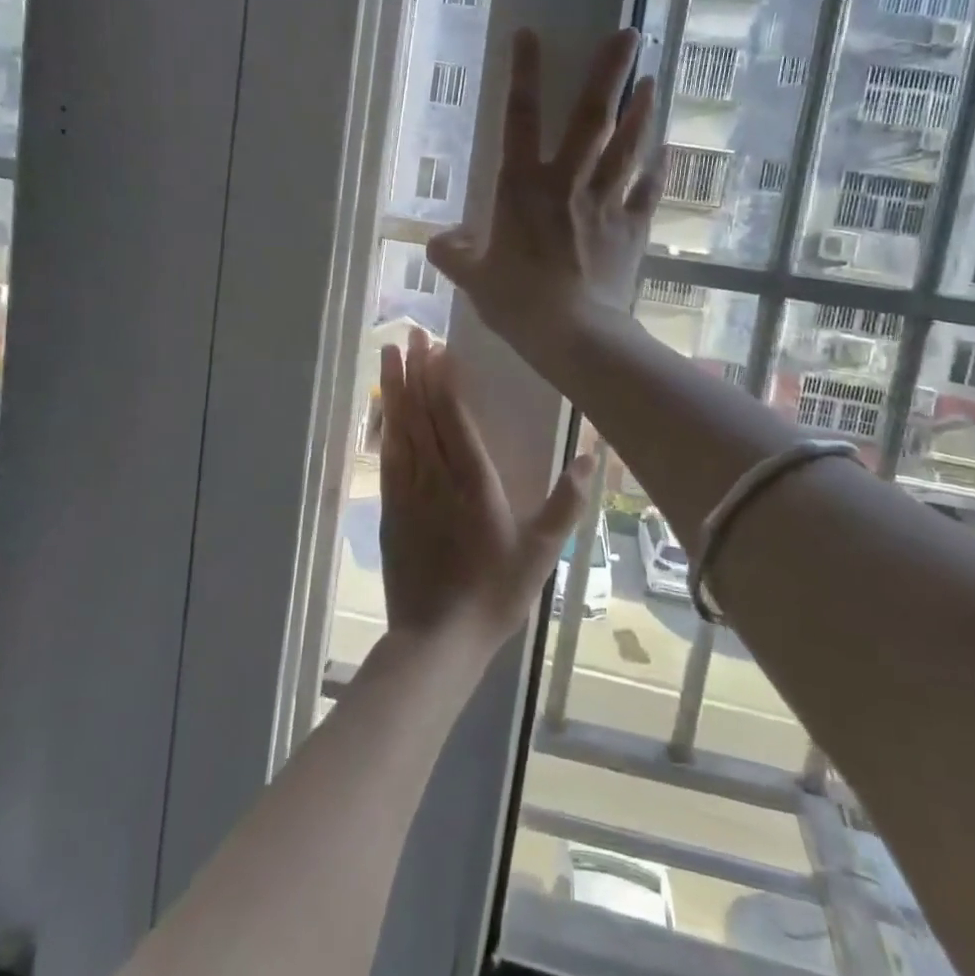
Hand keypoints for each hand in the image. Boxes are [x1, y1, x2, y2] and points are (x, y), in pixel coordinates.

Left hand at [378, 328, 591, 648]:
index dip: (444, 381)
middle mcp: (437, 478)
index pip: (454, 419)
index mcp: (474, 483)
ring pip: (400, 429)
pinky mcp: (390, 508)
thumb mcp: (541, 553)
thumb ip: (566, 503)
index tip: (437, 348)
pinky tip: (383, 409)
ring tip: (388, 354)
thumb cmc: (494, 594)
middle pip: (423, 414)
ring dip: (395, 389)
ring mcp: (408, 492)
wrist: (437, 641)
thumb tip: (591, 455)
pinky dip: (385, 426)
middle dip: (416, 372)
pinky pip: (387, 456)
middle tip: (409, 334)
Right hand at [427, 28, 659, 363]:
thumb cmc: (516, 302)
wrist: (573, 334)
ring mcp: (605, 203)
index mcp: (521, 188)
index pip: (519, 118)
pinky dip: (659, 170)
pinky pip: (648, 191)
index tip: (530, 33)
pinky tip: (668, 151)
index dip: (522, 74)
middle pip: (590, 118)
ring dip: (641, 112)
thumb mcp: (472, 279)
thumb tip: (438, 241)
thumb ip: (451, 254)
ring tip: (652, 81)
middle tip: (630, 34)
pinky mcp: (632, 228)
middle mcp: (567, 182)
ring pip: (627, 146)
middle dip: (609, 73)